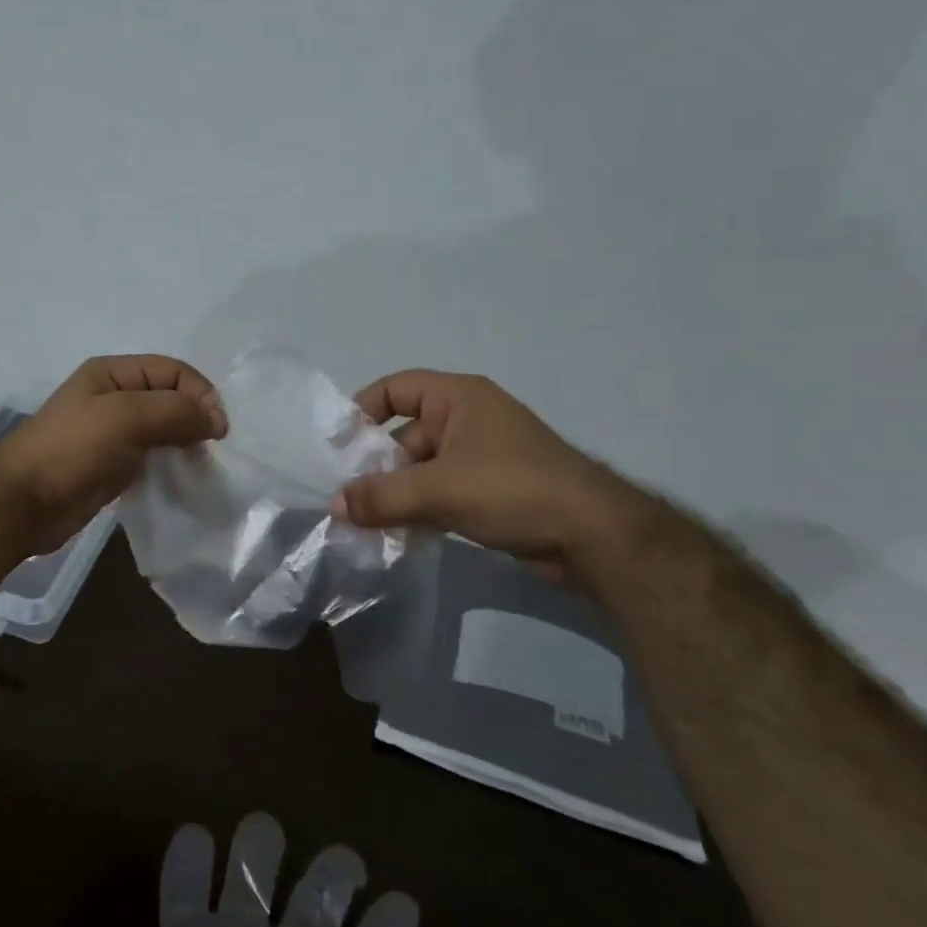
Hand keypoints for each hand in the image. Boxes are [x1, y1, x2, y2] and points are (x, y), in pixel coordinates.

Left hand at [0, 355, 227, 554]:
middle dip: (196, 417)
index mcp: (113, 373)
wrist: (23, 502)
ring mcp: (114, 434)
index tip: (217, 430)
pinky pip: (154, 458)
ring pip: (165, 429)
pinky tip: (183, 479)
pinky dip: (172, 465)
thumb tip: (215, 419)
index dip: (200, 393)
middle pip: (171, 398)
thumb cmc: (71, 450)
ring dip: (187, 443)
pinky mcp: (115, 466)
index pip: (173, 370)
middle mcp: (115, 398)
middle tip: (212, 448)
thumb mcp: (124, 417)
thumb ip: (174, 411)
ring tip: (201, 465)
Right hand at [330, 369, 641, 581]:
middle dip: (375, 466)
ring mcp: (478, 457)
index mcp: (458, 398)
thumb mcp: (439, 489)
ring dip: (394, 494)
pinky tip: (397, 537)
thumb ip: (381, 497)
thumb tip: (333, 506)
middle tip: (347, 499)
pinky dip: (417, 510)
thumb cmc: (513, 490)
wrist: (592, 536)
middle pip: (403, 434)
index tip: (338, 448)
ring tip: (365, 524)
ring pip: (419, 469)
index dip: (362, 411)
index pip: (395, 389)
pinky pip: (438, 493)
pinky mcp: (487, 492)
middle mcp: (467, 420)